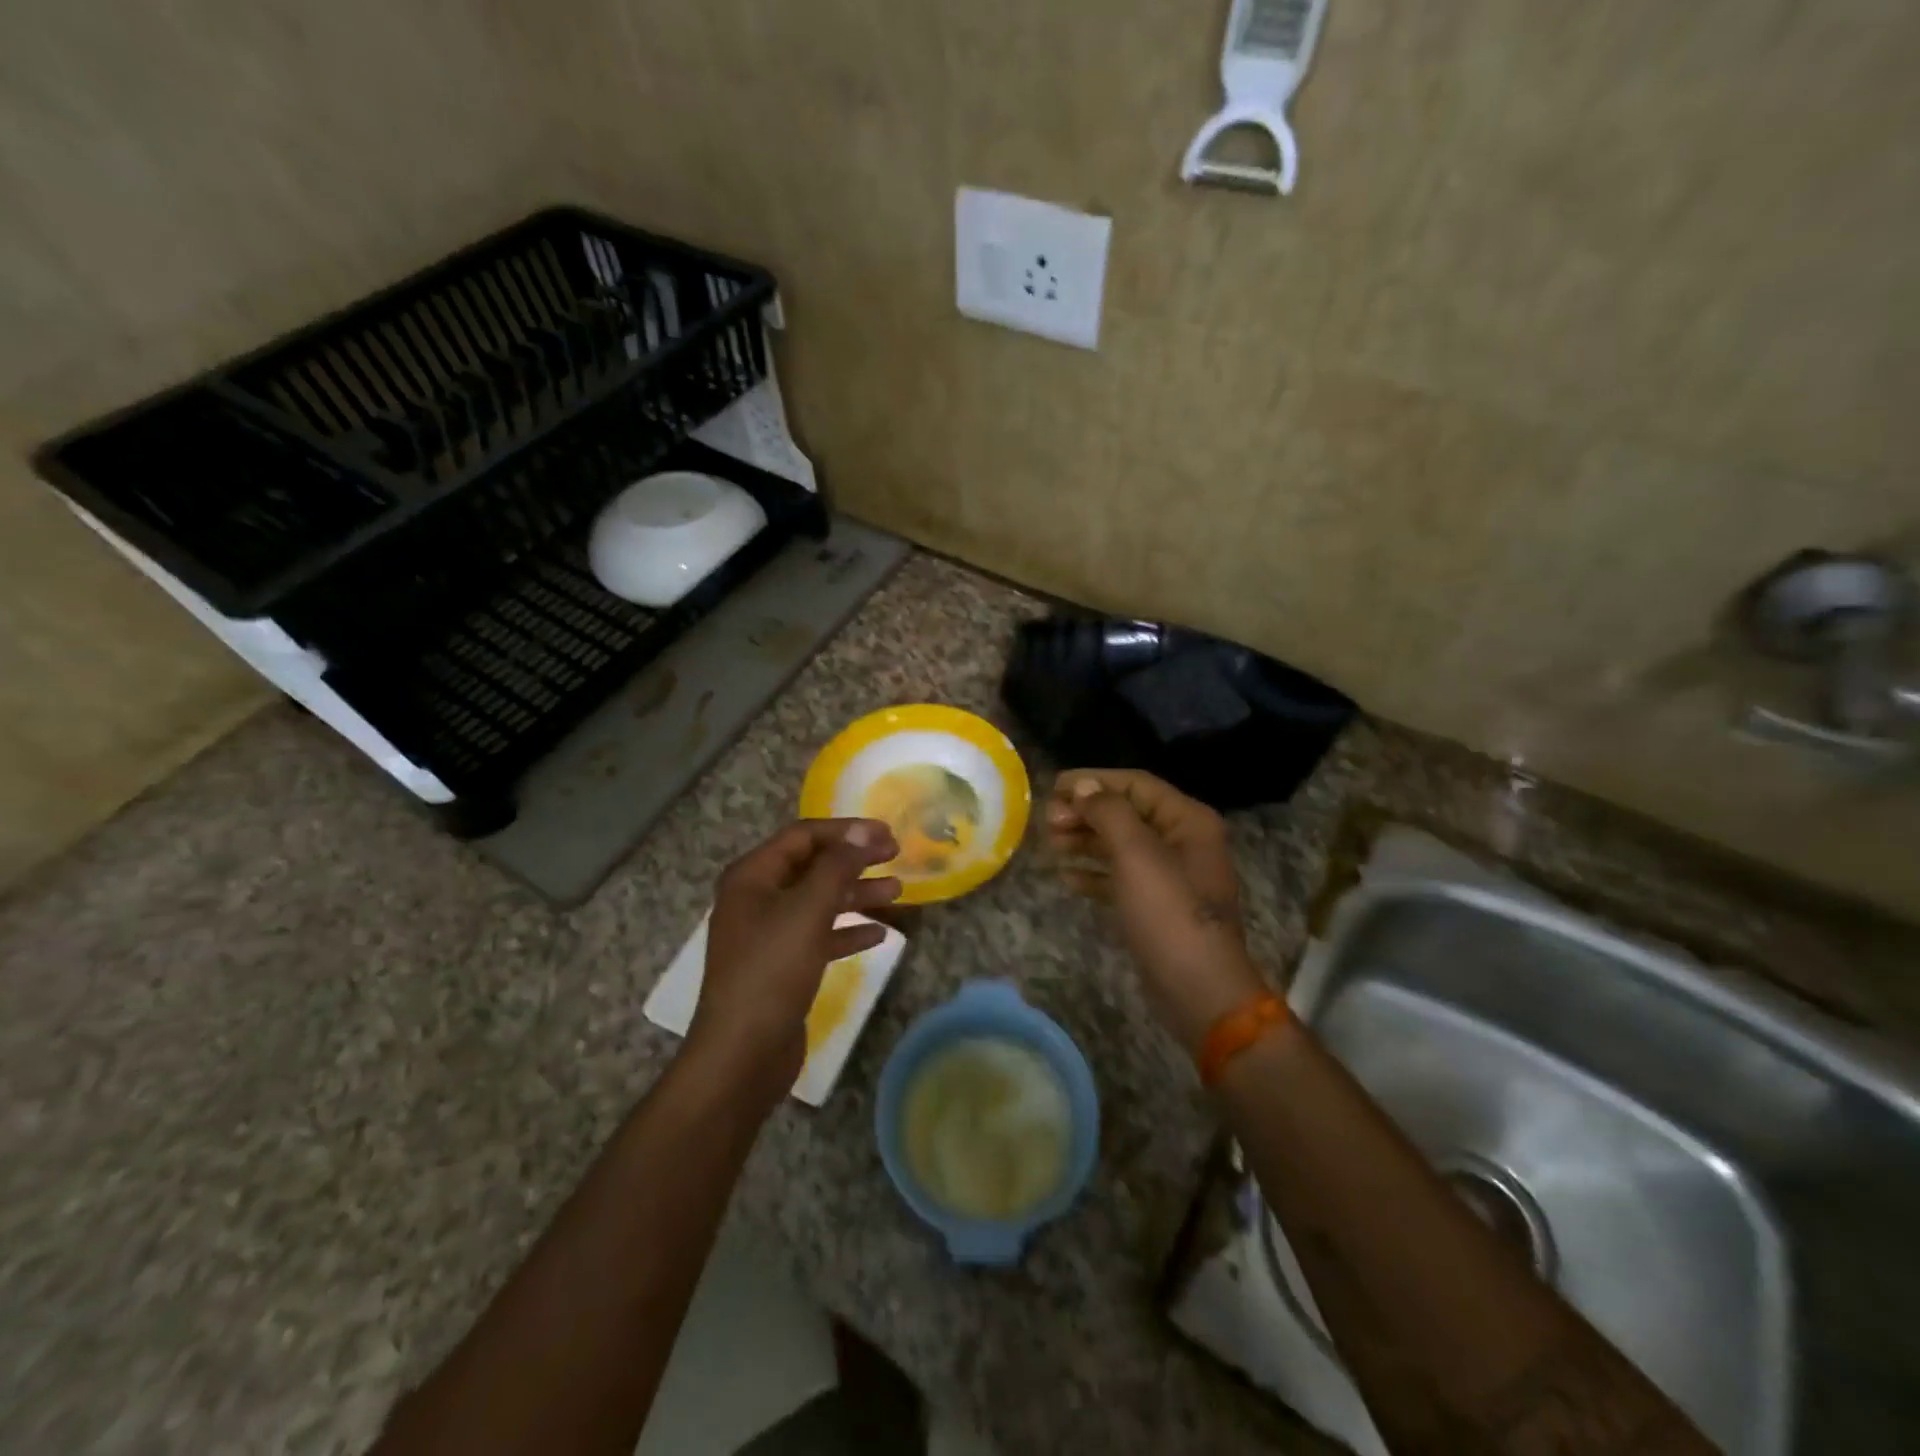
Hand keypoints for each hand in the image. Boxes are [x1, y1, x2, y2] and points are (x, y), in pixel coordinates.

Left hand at [690, 819, 901, 1107]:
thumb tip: (864, 831)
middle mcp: (757, 898)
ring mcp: (769, 933)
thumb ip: (838, 866)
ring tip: (898, 891)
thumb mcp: (808, 911)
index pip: (803, 836)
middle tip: (896, 855)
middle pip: (813, 866)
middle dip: (855, 859)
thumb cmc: (772, 971)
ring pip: (819, 901)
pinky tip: (879, 934)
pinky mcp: (783, 965)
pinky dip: (847, 930)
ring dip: (857, 893)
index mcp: (752, 877)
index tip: (887, 833)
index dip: (847, 830)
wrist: (741, 1055)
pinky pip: (820, 935)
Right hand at [1046, 769, 1264, 1052]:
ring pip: (1121, 845)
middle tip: (1047, 821)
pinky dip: (1095, 873)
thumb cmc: (1169, 914)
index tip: (1053, 787)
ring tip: (1051, 843)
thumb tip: (1083, 786)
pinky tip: (1066, 877)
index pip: (1136, 785)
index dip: (1093, 781)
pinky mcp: (1158, 906)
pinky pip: (1122, 877)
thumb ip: (1109, 812)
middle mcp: (1183, 841)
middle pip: (1127, 813)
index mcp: (1188, 821)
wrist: (1199, 991)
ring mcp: (1171, 876)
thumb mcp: (1137, 855)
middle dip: (1086, 812)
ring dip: (1086, 840)